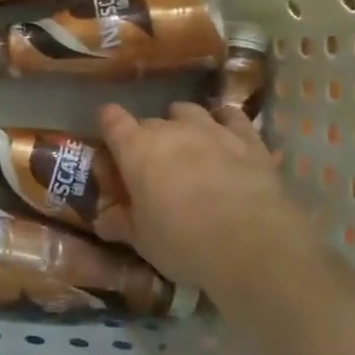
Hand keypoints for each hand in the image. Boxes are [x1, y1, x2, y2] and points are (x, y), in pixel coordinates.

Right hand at [98, 102, 318, 299]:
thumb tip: (103, 222)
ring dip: (182, 123)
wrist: (250, 243)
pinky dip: (224, 121)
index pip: (112, 120)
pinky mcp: (248, 139)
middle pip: (149, 121)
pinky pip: (232, 117)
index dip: (109, 124)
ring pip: (189, 112)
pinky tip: (225, 130)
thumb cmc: (182, 241)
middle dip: (146, 137)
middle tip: (150, 163)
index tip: (109, 136)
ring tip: (186, 143)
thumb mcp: (143, 240)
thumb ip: (122, 224)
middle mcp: (171, 130)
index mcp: (136, 149)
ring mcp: (212, 129)